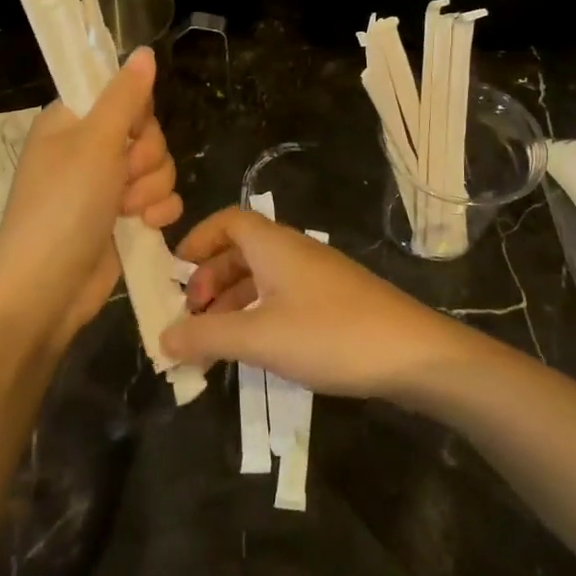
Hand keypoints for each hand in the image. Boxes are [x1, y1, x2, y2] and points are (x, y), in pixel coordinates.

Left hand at [0, 48, 180, 351]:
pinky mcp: (123, 218)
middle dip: (146, 156)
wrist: (47, 289)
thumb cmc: (64, 206)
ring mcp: (106, 186)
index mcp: (70, 121)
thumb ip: (125, 95)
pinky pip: (160, 198)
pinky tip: (144, 226)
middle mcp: (88, 149)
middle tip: (123, 176)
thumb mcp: (95, 142)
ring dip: (151, 187)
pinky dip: (157, 211)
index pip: (119, 92)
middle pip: (146, 131)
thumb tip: (145, 51)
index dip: (135, 110)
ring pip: (158, 166)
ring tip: (128, 210)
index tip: (130, 129)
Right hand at [159, 207, 470, 399]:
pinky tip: (254, 349)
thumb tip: (161, 337)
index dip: (197, 240)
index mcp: (273, 245)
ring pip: (261, 278)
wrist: (414, 354)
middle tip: (190, 316)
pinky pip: (282, 298)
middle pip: (240, 251)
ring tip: (212, 342)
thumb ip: (207, 336)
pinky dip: (258, 316)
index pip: (227, 221)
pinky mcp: (334, 302)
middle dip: (209, 280)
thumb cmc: (330, 335)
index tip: (173, 273)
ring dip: (232, 303)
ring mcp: (317, 277)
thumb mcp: (259, 337)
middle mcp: (294, 251)